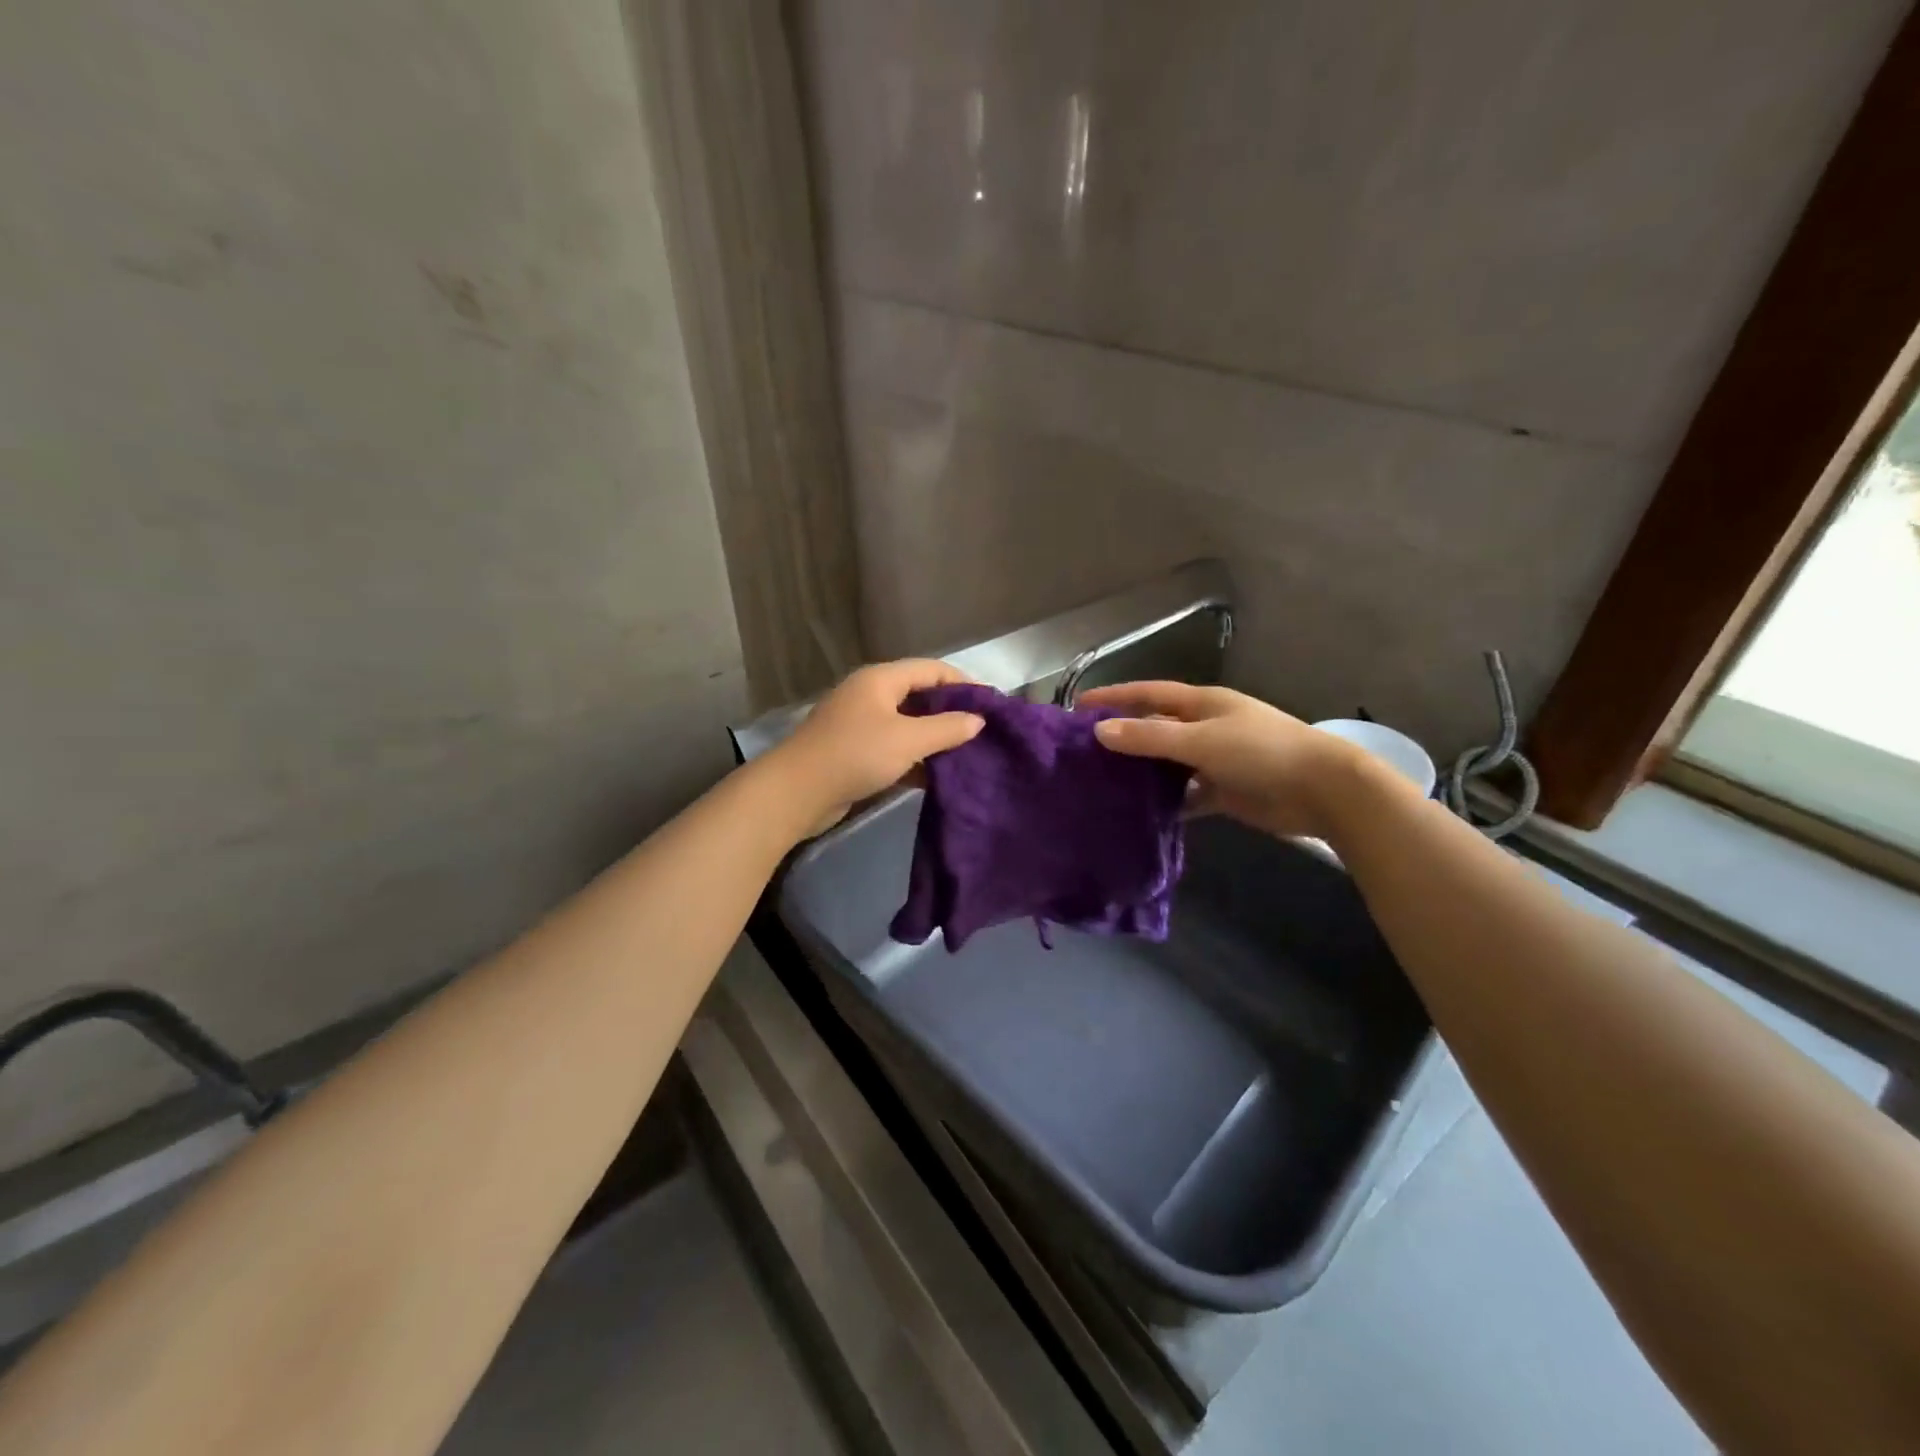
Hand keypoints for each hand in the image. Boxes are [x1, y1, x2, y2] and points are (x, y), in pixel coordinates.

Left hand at [773, 659, 984, 829]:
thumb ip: (946, 728)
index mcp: (881, 679)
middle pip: (918, 694)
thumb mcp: (908, 740)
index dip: (962, 682)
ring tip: (965, 754)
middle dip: (949, 711)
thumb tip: (978, 720)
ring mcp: (859, 723)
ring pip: (906, 723)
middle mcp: (869, 694)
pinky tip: (935, 775)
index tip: (990, 704)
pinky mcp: (853, 750)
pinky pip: (892, 746)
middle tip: (980, 730)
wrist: (796, 792)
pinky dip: (914, 756)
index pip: (931, 669)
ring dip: (933, 737)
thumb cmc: (855, 755)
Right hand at [1080, 681, 1390, 840]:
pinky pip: (1188, 794)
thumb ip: (1150, 738)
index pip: (1149, 694)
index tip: (1079, 705)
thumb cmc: (1261, 752)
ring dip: (1144, 771)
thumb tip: (1100, 732)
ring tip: (1104, 783)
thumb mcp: (1201, 741)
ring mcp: (1217, 760)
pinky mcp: (1225, 790)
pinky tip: (1143, 814)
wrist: (1322, 790)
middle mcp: (1207, 727)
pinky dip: (1169, 802)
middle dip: (1124, 735)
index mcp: (1203, 704)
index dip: (1115, 696)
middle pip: (1157, 728)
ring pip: (1170, 763)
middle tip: (1084, 750)